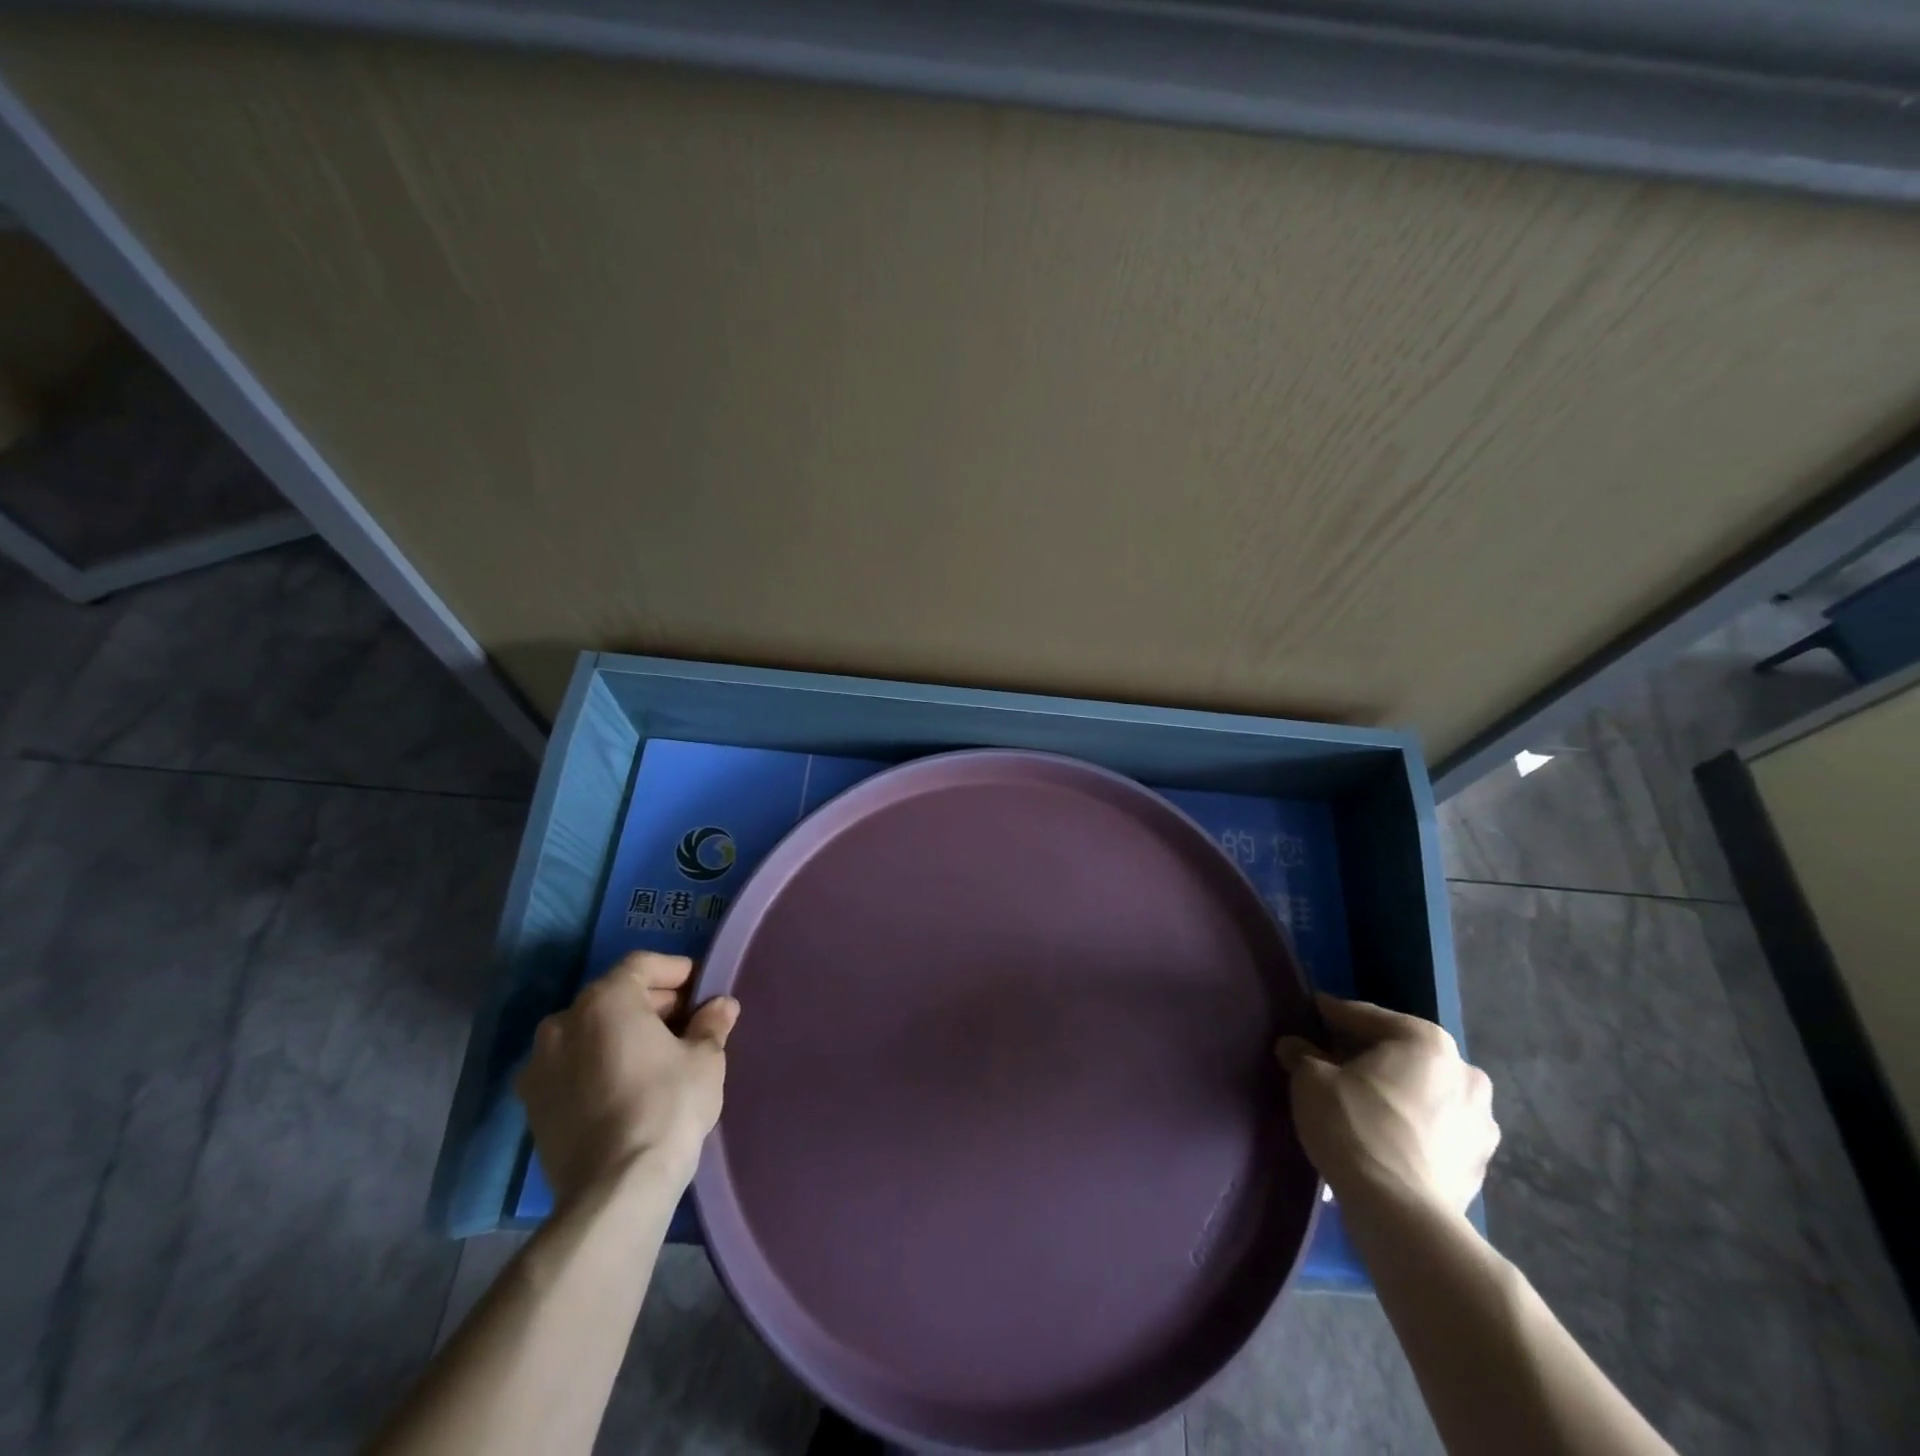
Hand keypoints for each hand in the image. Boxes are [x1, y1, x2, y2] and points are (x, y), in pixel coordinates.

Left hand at [516, 952, 738, 1201]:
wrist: (615, 1189)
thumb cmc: (667, 1106)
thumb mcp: (705, 1059)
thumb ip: (711, 1023)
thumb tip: (721, 1006)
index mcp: (604, 1000)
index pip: (643, 965)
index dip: (677, 971)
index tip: (702, 988)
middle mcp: (563, 1022)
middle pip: (613, 996)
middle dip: (652, 1004)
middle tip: (687, 1022)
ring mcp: (539, 1065)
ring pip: (590, 1032)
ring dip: (622, 1034)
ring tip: (658, 1055)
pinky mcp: (532, 1105)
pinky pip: (572, 1067)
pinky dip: (599, 1064)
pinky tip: (628, 1086)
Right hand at [1276, 994, 1496, 1216]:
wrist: (1401, 1213)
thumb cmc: (1354, 1126)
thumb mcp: (1311, 1080)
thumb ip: (1303, 1055)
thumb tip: (1293, 1047)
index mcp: (1426, 1042)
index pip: (1368, 1017)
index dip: (1333, 1014)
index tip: (1312, 1012)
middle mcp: (1465, 1073)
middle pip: (1403, 1053)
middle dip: (1369, 1055)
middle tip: (1333, 1060)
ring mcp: (1481, 1122)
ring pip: (1425, 1091)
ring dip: (1397, 1091)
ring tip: (1361, 1101)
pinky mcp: (1480, 1164)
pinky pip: (1437, 1128)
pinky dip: (1413, 1124)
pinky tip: (1385, 1134)